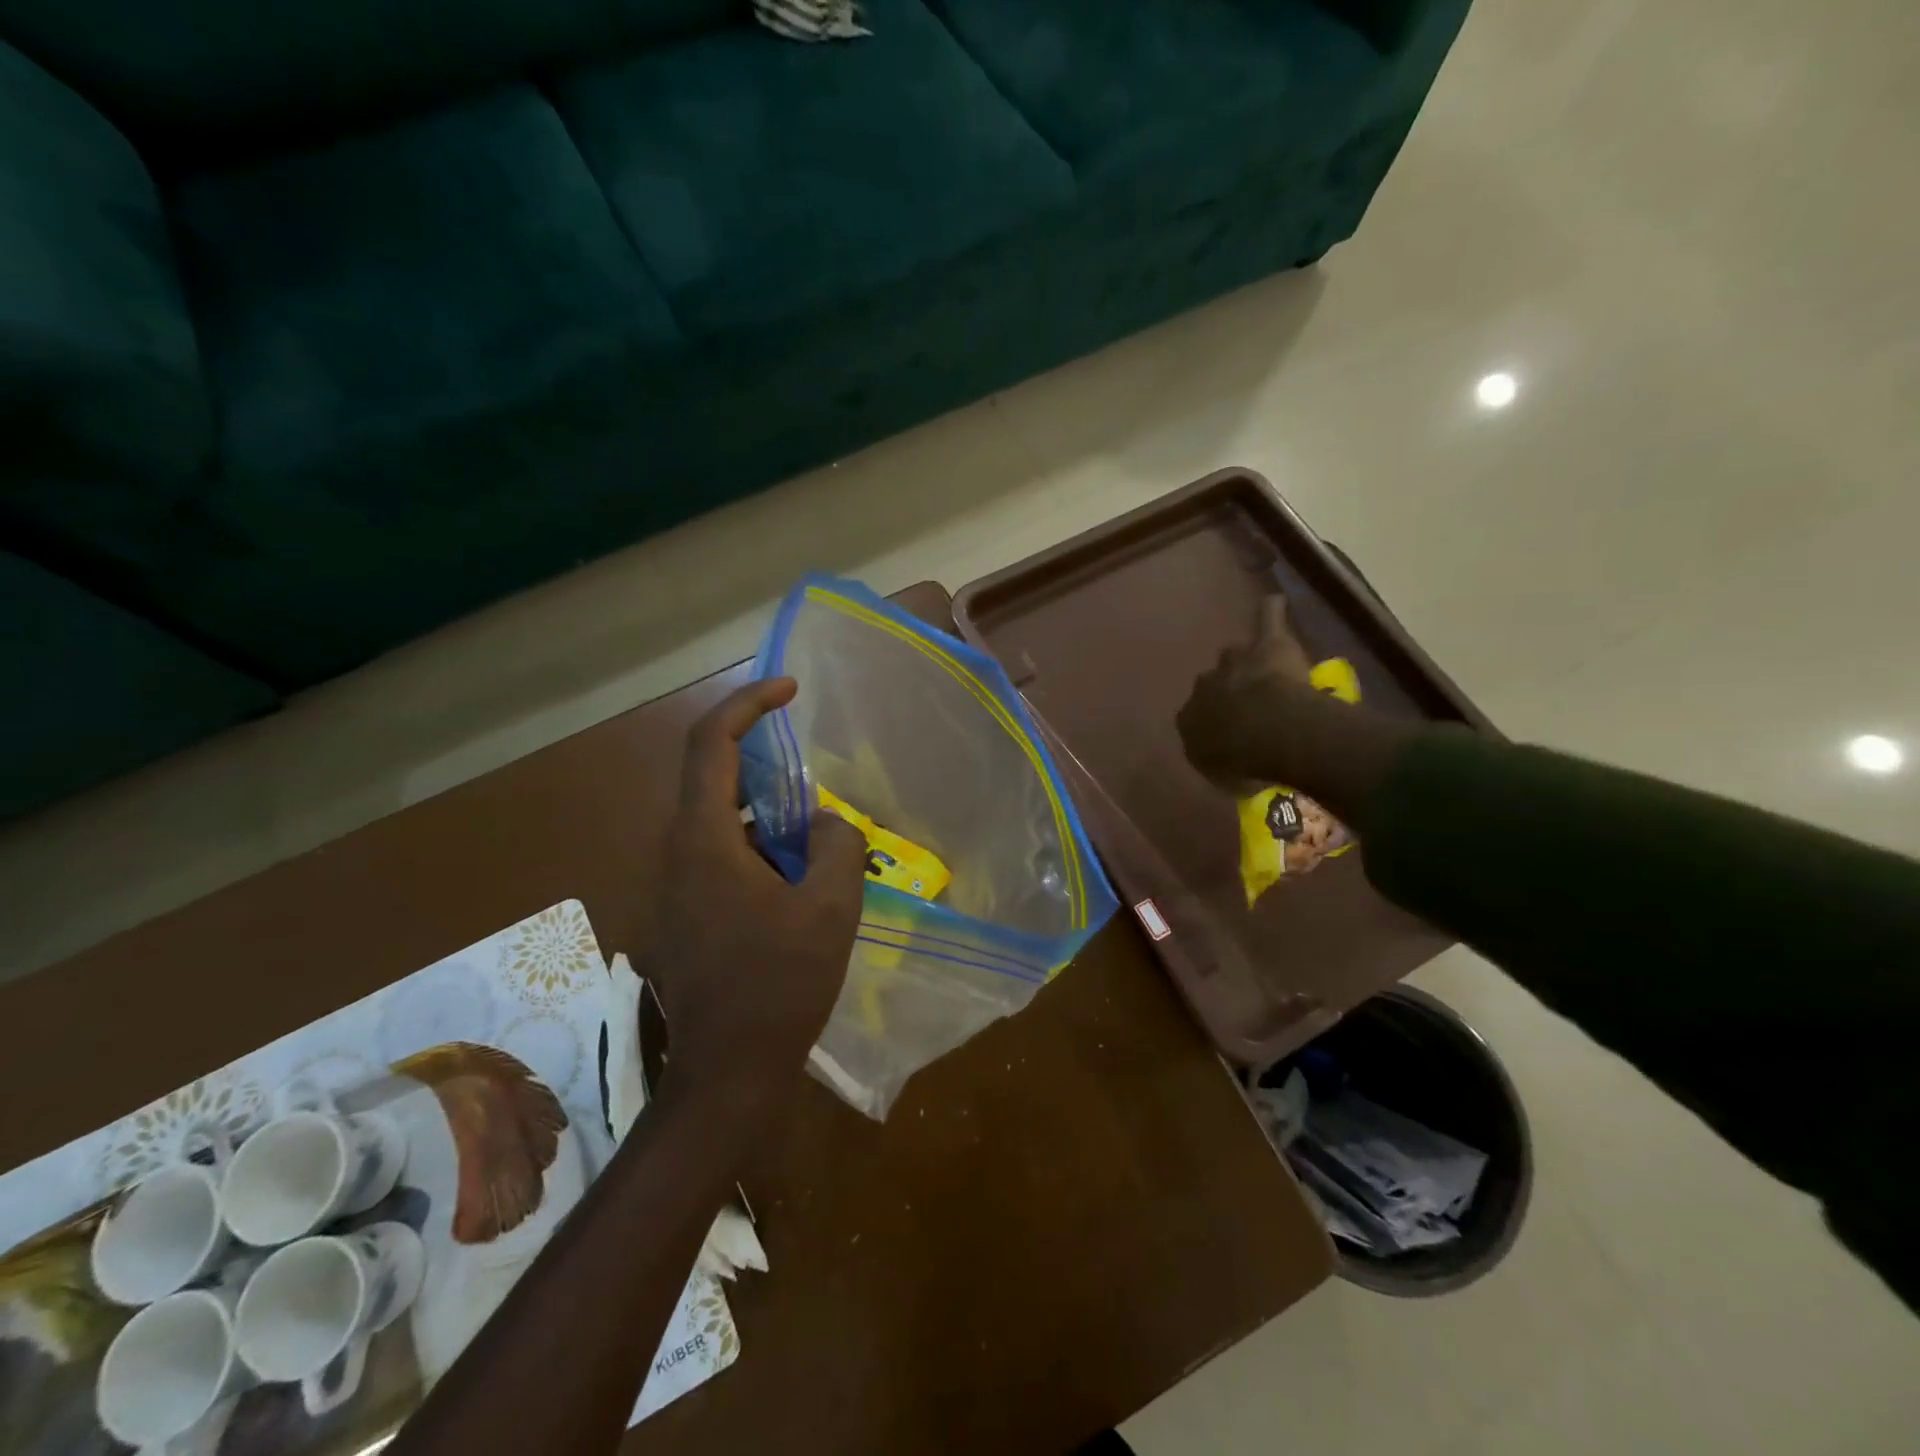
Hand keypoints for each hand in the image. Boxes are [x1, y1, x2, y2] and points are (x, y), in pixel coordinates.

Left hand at [649, 677, 867, 1115]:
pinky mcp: (679, 911)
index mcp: (703, 840)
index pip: (711, 743)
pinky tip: (792, 879)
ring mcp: (671, 884)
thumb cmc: (779, 985)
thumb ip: (836, 845)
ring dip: (763, 810)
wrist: (726, 1072)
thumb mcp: (831, 909)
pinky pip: (716, 852)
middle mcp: (674, 851)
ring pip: (716, 818)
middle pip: (711, 775)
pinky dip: (754, 844)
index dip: (748, 703)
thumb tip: (823, 822)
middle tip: (813, 775)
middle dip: (763, 760)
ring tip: (811, 837)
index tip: (789, 689)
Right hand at [1177, 595, 1315, 790]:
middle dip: (1226, 690)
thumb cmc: (1243, 762)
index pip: (1194, 717)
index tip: (1228, 734)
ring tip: (1260, 667)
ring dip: (1245, 662)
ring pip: (1235, 656)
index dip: (1213, 724)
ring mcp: (1234, 662)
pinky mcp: (1267, 645)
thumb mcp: (1222, 777)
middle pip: (1212, 683)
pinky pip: (1267, 619)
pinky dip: (1270, 612)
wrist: (1268, 733)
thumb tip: (1223, 760)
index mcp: (1189, 719)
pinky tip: (1274, 602)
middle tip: (1248, 705)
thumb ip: (1219, 762)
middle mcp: (1203, 686)